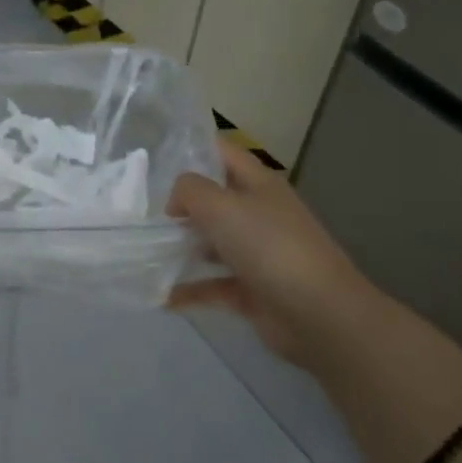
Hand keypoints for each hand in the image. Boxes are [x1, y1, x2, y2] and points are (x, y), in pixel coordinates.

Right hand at [166, 140, 376, 366]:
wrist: (319, 314)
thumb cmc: (269, 247)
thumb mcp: (221, 205)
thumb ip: (189, 191)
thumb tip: (176, 202)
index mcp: (259, 184)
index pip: (224, 153)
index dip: (194, 148)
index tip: (158, 157)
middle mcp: (260, 214)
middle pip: (215, 200)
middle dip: (181, 203)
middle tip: (142, 209)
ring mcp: (258, 254)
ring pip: (212, 243)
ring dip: (182, 246)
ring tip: (144, 250)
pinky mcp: (253, 290)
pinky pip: (213, 285)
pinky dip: (189, 290)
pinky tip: (161, 297)